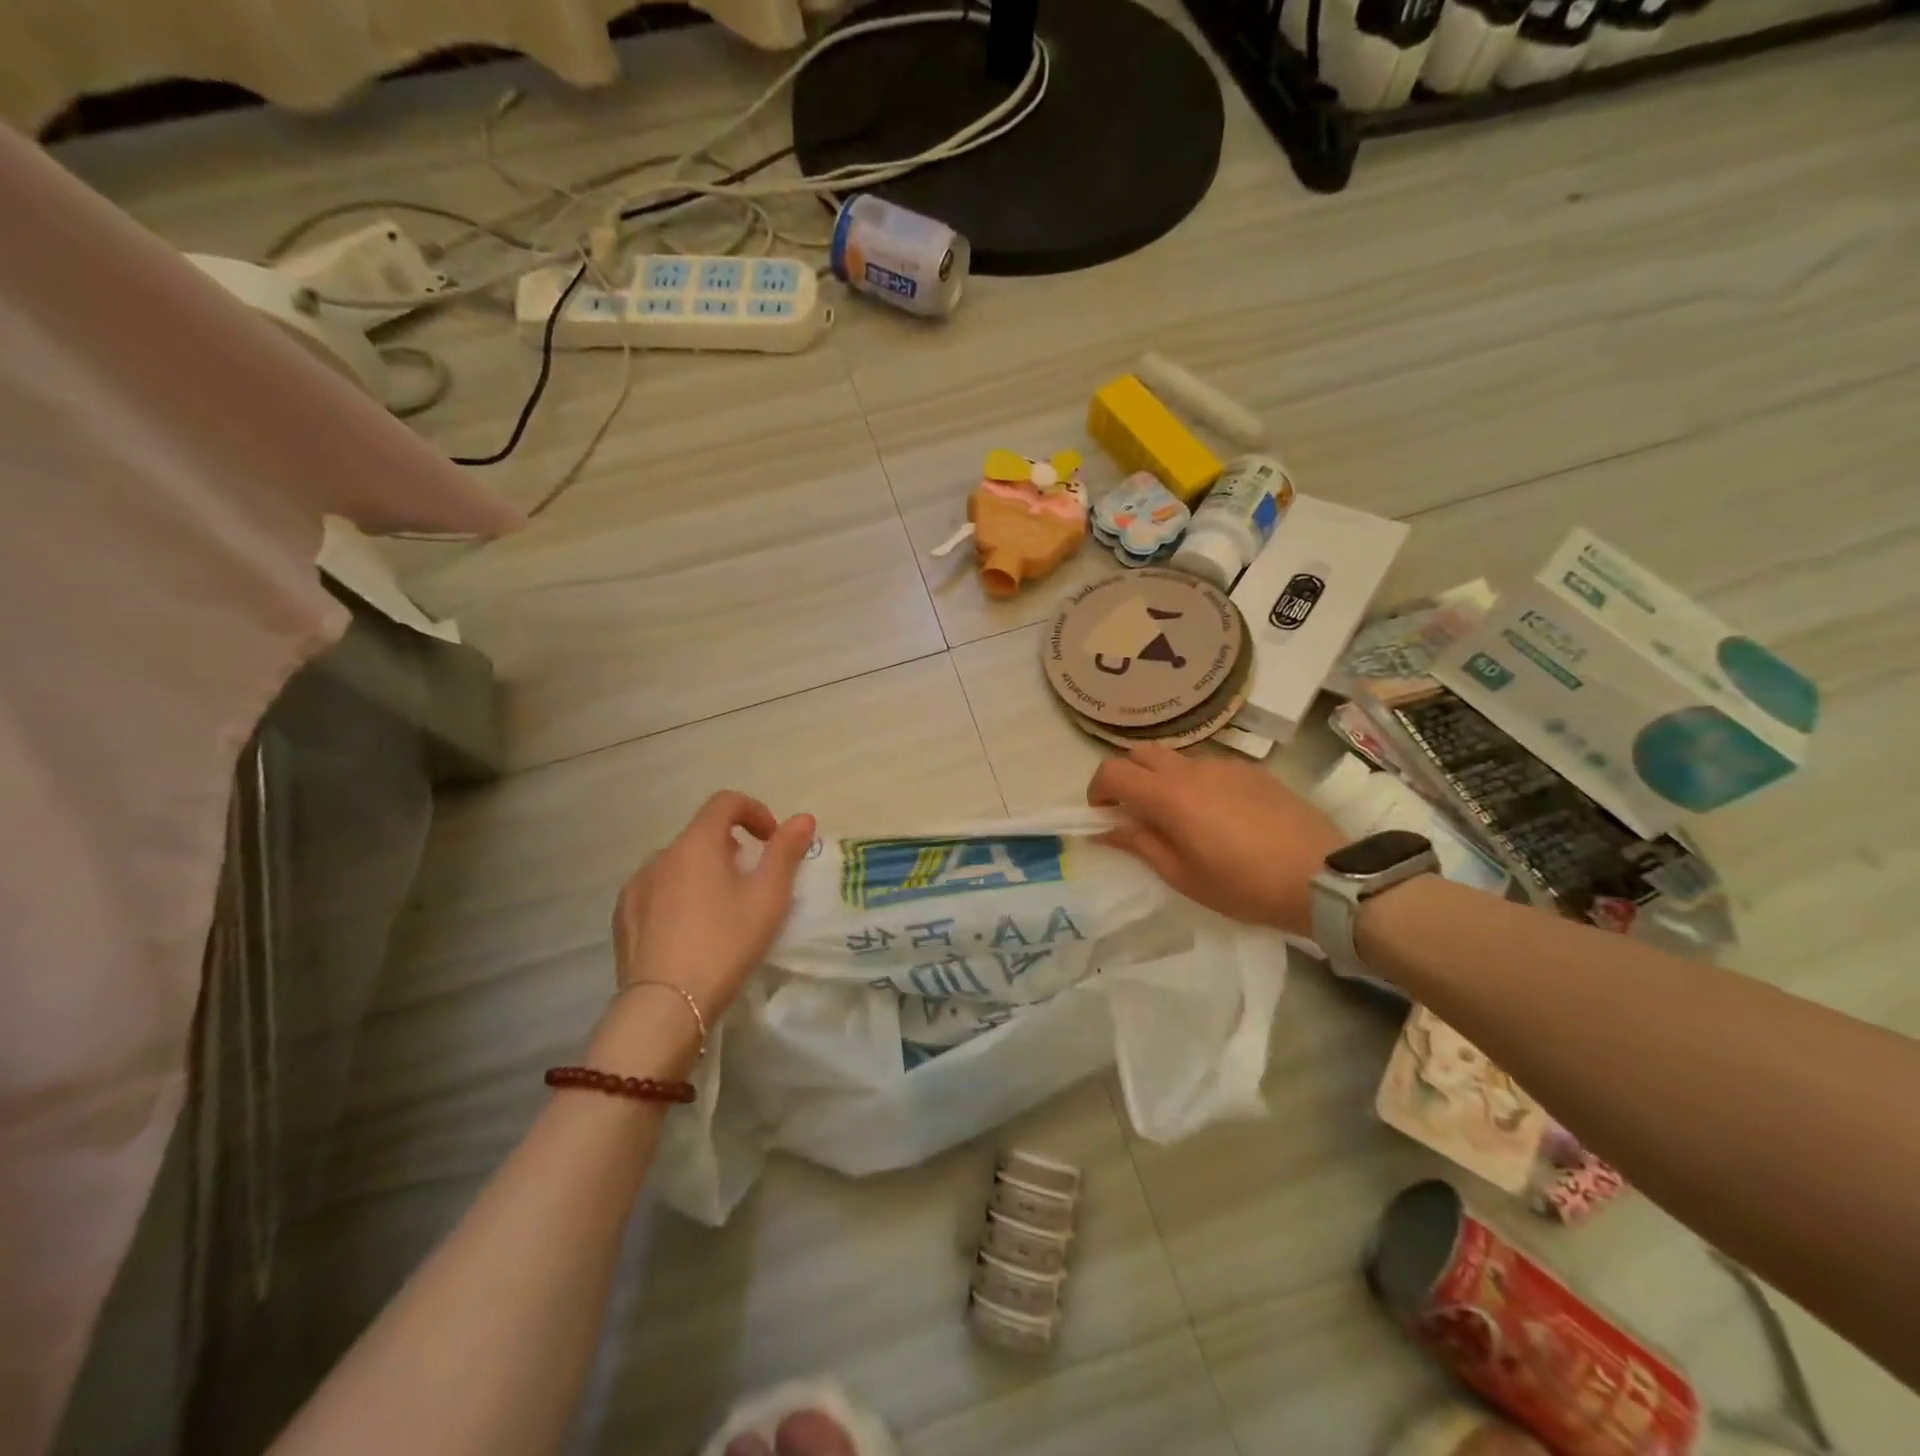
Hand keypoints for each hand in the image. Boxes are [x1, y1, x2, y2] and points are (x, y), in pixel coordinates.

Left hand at [611, 791, 816, 1019]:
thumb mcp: (769, 897)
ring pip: (677, 864)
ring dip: (702, 872)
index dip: (755, 811)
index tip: (772, 840)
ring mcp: (636, 886)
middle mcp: (660, 855)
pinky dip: (677, 896)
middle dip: (731, 847)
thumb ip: (786, 852)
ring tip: (720, 910)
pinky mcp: (622, 917)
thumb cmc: (726, 943)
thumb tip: (802, 818)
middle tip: (752, 882)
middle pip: (701, 834)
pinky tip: (689, 932)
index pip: (725, 802)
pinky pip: (656, 891)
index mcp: (696, 843)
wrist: (665, 1005)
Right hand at [1086, 744, 1343, 936]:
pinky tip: (1216, 815)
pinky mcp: (1251, 771)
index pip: (1113, 771)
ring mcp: (1224, 765)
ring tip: (1178, 817)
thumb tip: (1104, 830)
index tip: (1103, 816)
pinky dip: (1194, 782)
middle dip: (1127, 776)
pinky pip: (1207, 766)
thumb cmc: (1244, 885)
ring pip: (1175, 758)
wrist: (1322, 876)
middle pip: (1141, 753)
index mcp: (1169, 796)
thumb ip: (1139, 845)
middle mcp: (1192, 769)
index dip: (1098, 790)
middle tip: (1134, 812)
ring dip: (1161, 778)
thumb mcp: (1183, 876)